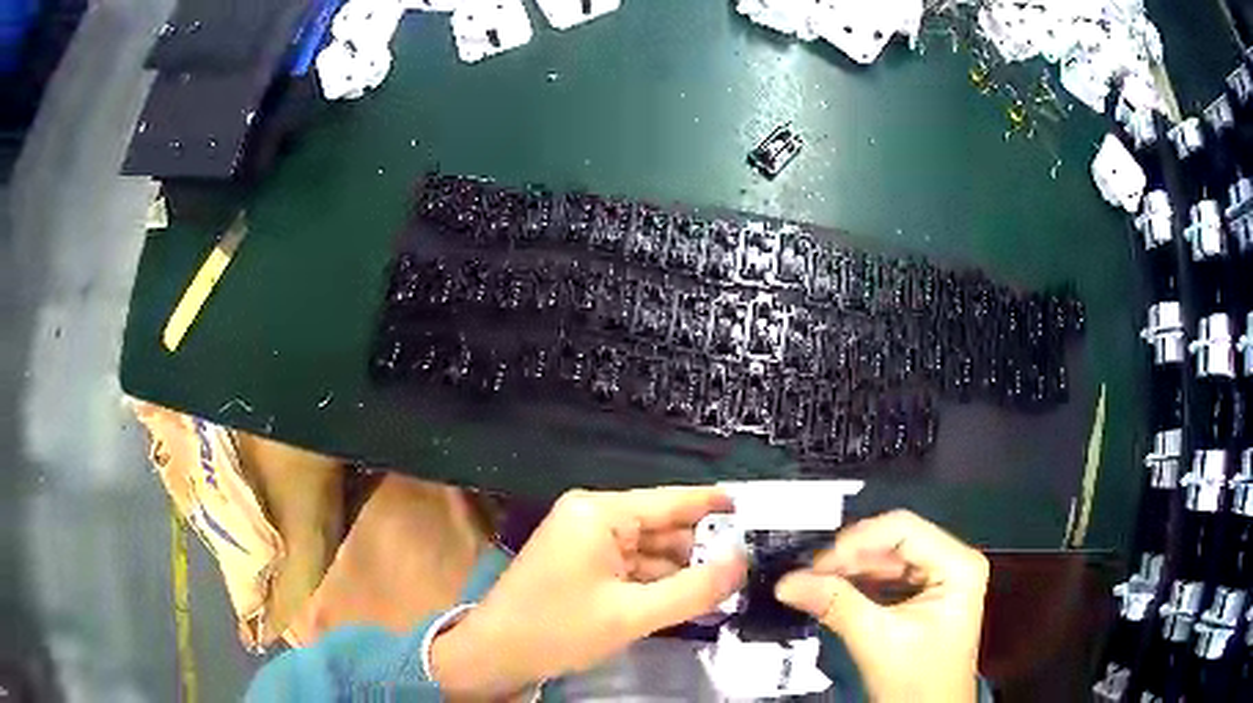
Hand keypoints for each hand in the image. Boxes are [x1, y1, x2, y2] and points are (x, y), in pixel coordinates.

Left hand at [431, 487, 746, 697]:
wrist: (496, 654)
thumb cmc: (557, 629)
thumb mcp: (632, 615)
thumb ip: (694, 590)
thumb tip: (742, 563)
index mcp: (599, 514)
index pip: (671, 500)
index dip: (715, 506)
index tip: (757, 513)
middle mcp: (593, 518)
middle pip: (662, 527)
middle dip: (702, 549)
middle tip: (750, 567)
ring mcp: (585, 541)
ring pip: (650, 551)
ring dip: (682, 571)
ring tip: (729, 586)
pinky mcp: (583, 564)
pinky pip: (632, 567)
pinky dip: (658, 583)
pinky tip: (689, 598)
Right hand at [775, 510, 988, 702]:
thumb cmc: (923, 684)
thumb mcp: (877, 641)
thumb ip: (835, 605)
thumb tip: (794, 582)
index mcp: (958, 566)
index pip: (902, 530)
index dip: (857, 542)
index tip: (820, 561)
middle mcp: (953, 564)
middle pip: (893, 542)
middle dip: (849, 559)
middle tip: (810, 574)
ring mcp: (938, 578)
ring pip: (886, 558)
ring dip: (850, 571)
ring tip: (818, 583)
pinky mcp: (922, 593)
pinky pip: (886, 576)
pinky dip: (858, 583)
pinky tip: (836, 592)